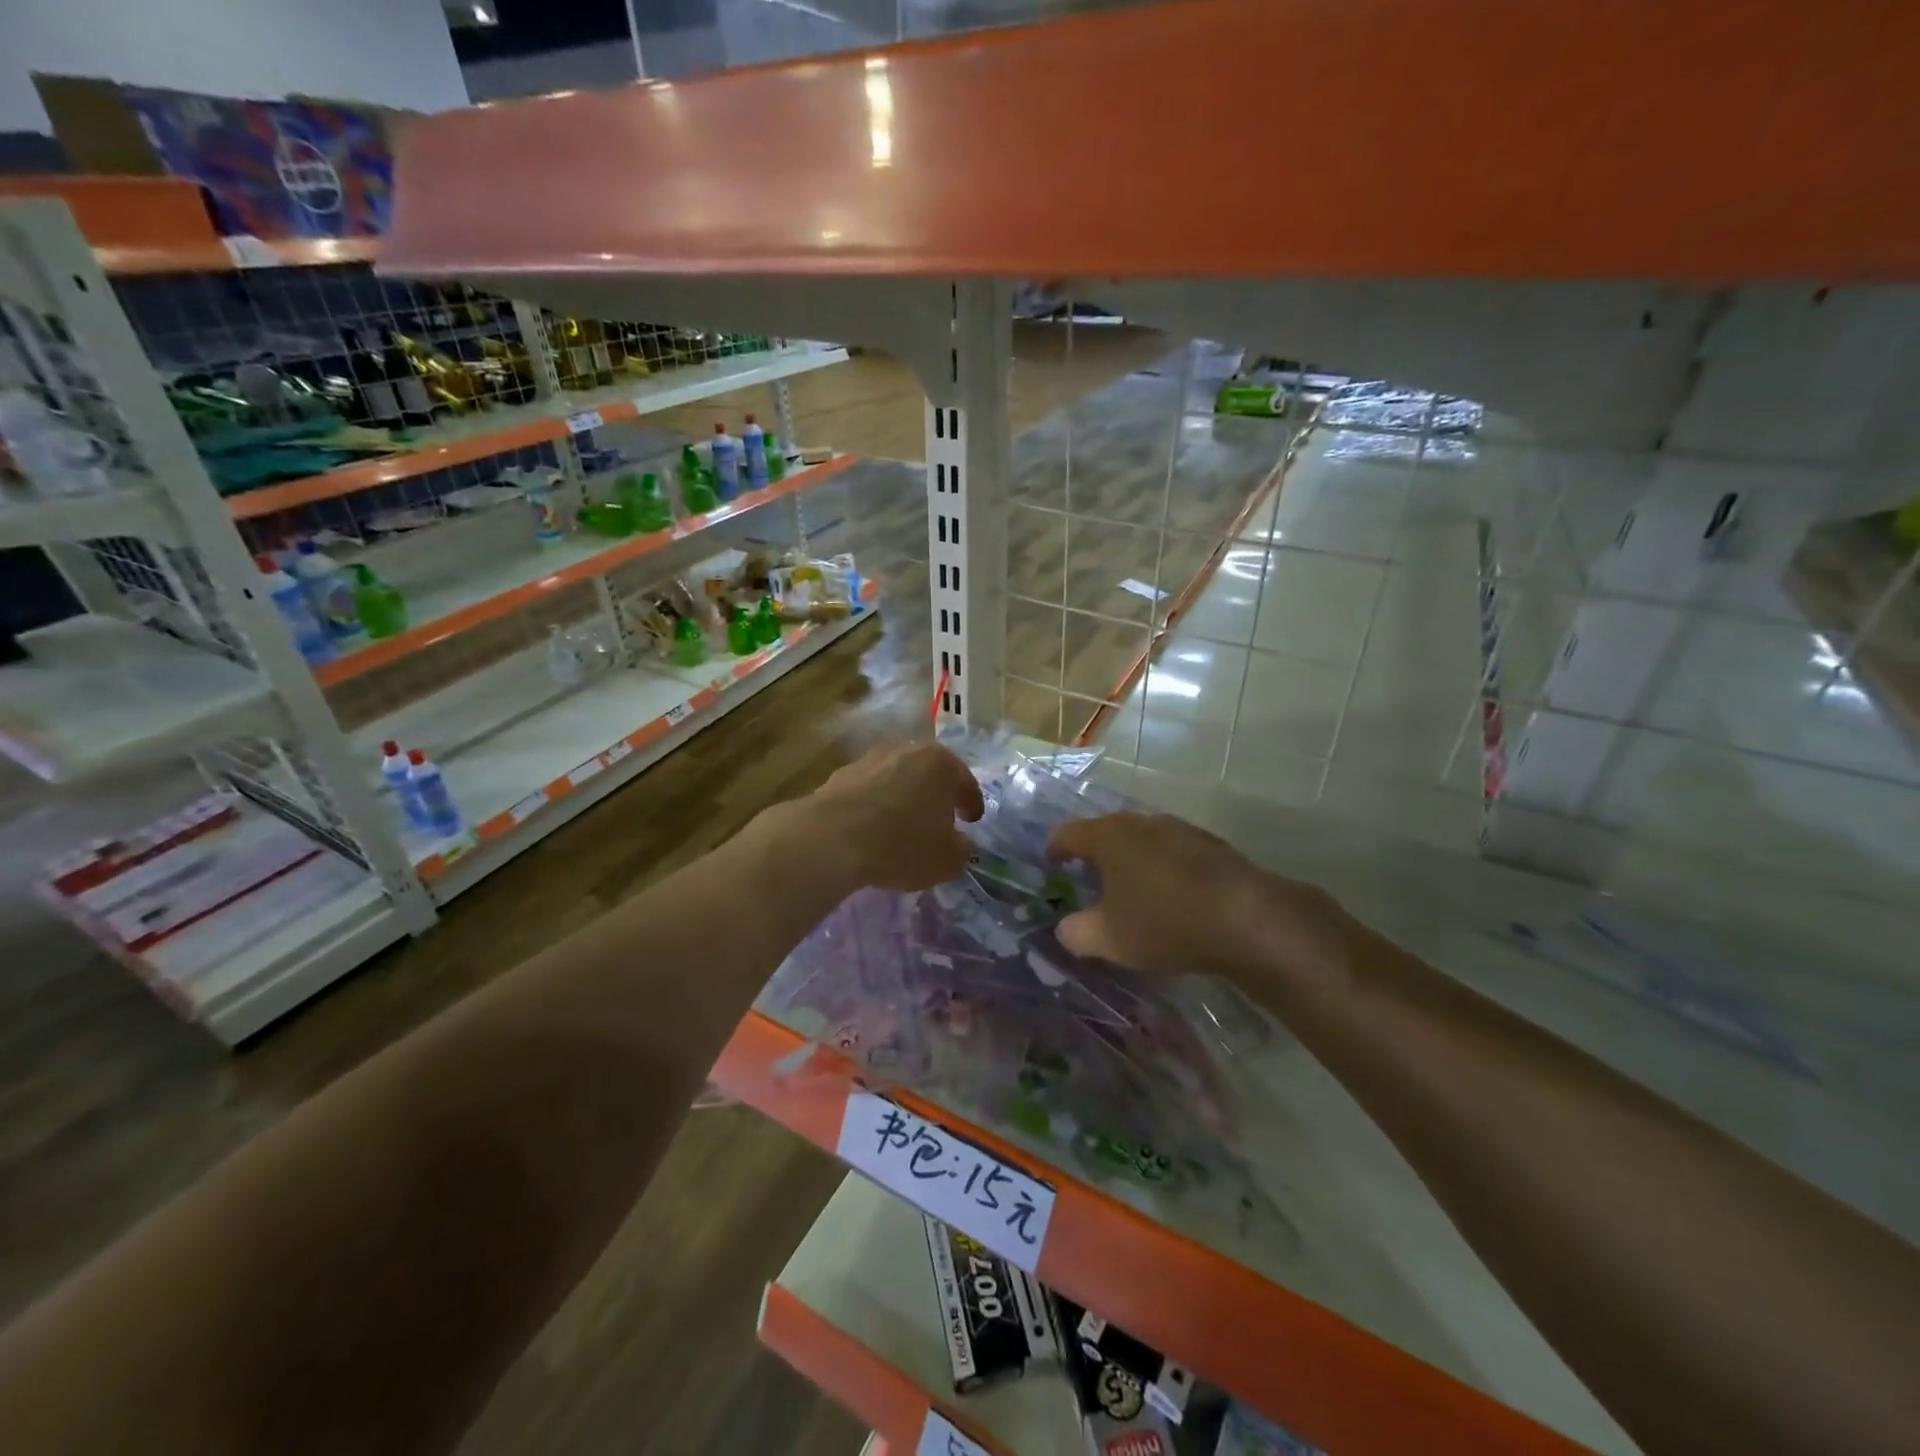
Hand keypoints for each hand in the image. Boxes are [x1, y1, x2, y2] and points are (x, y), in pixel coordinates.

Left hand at [806, 742, 984, 891]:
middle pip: (929, 773)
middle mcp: (906, 751)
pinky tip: (872, 827)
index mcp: (941, 763)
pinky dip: (875, 805)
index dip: (971, 803)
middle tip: (940, 817)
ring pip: (897, 778)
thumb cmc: (901, 844)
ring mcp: (870, 759)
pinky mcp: (840, 774)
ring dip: (903, 797)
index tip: (972, 820)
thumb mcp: (946, 860)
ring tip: (903, 824)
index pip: (965, 782)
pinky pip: (869, 790)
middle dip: (936, 795)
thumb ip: (961, 850)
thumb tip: (959, 844)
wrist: (830, 839)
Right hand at [1045, 812, 1350, 985]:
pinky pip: (1170, 851)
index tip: (1051, 866)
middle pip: (1105, 831)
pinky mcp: (1210, 844)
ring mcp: (1179, 829)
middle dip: (1093, 854)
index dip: (1054, 849)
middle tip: (1087, 880)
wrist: (1248, 919)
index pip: (1067, 833)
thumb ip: (1076, 933)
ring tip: (1129, 890)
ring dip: (1129, 860)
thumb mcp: (1109, 939)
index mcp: (1109, 836)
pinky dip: (1160, 868)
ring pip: (1141, 839)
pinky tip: (1169, 896)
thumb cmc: (1165, 923)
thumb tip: (1065, 928)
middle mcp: (1141, 822)